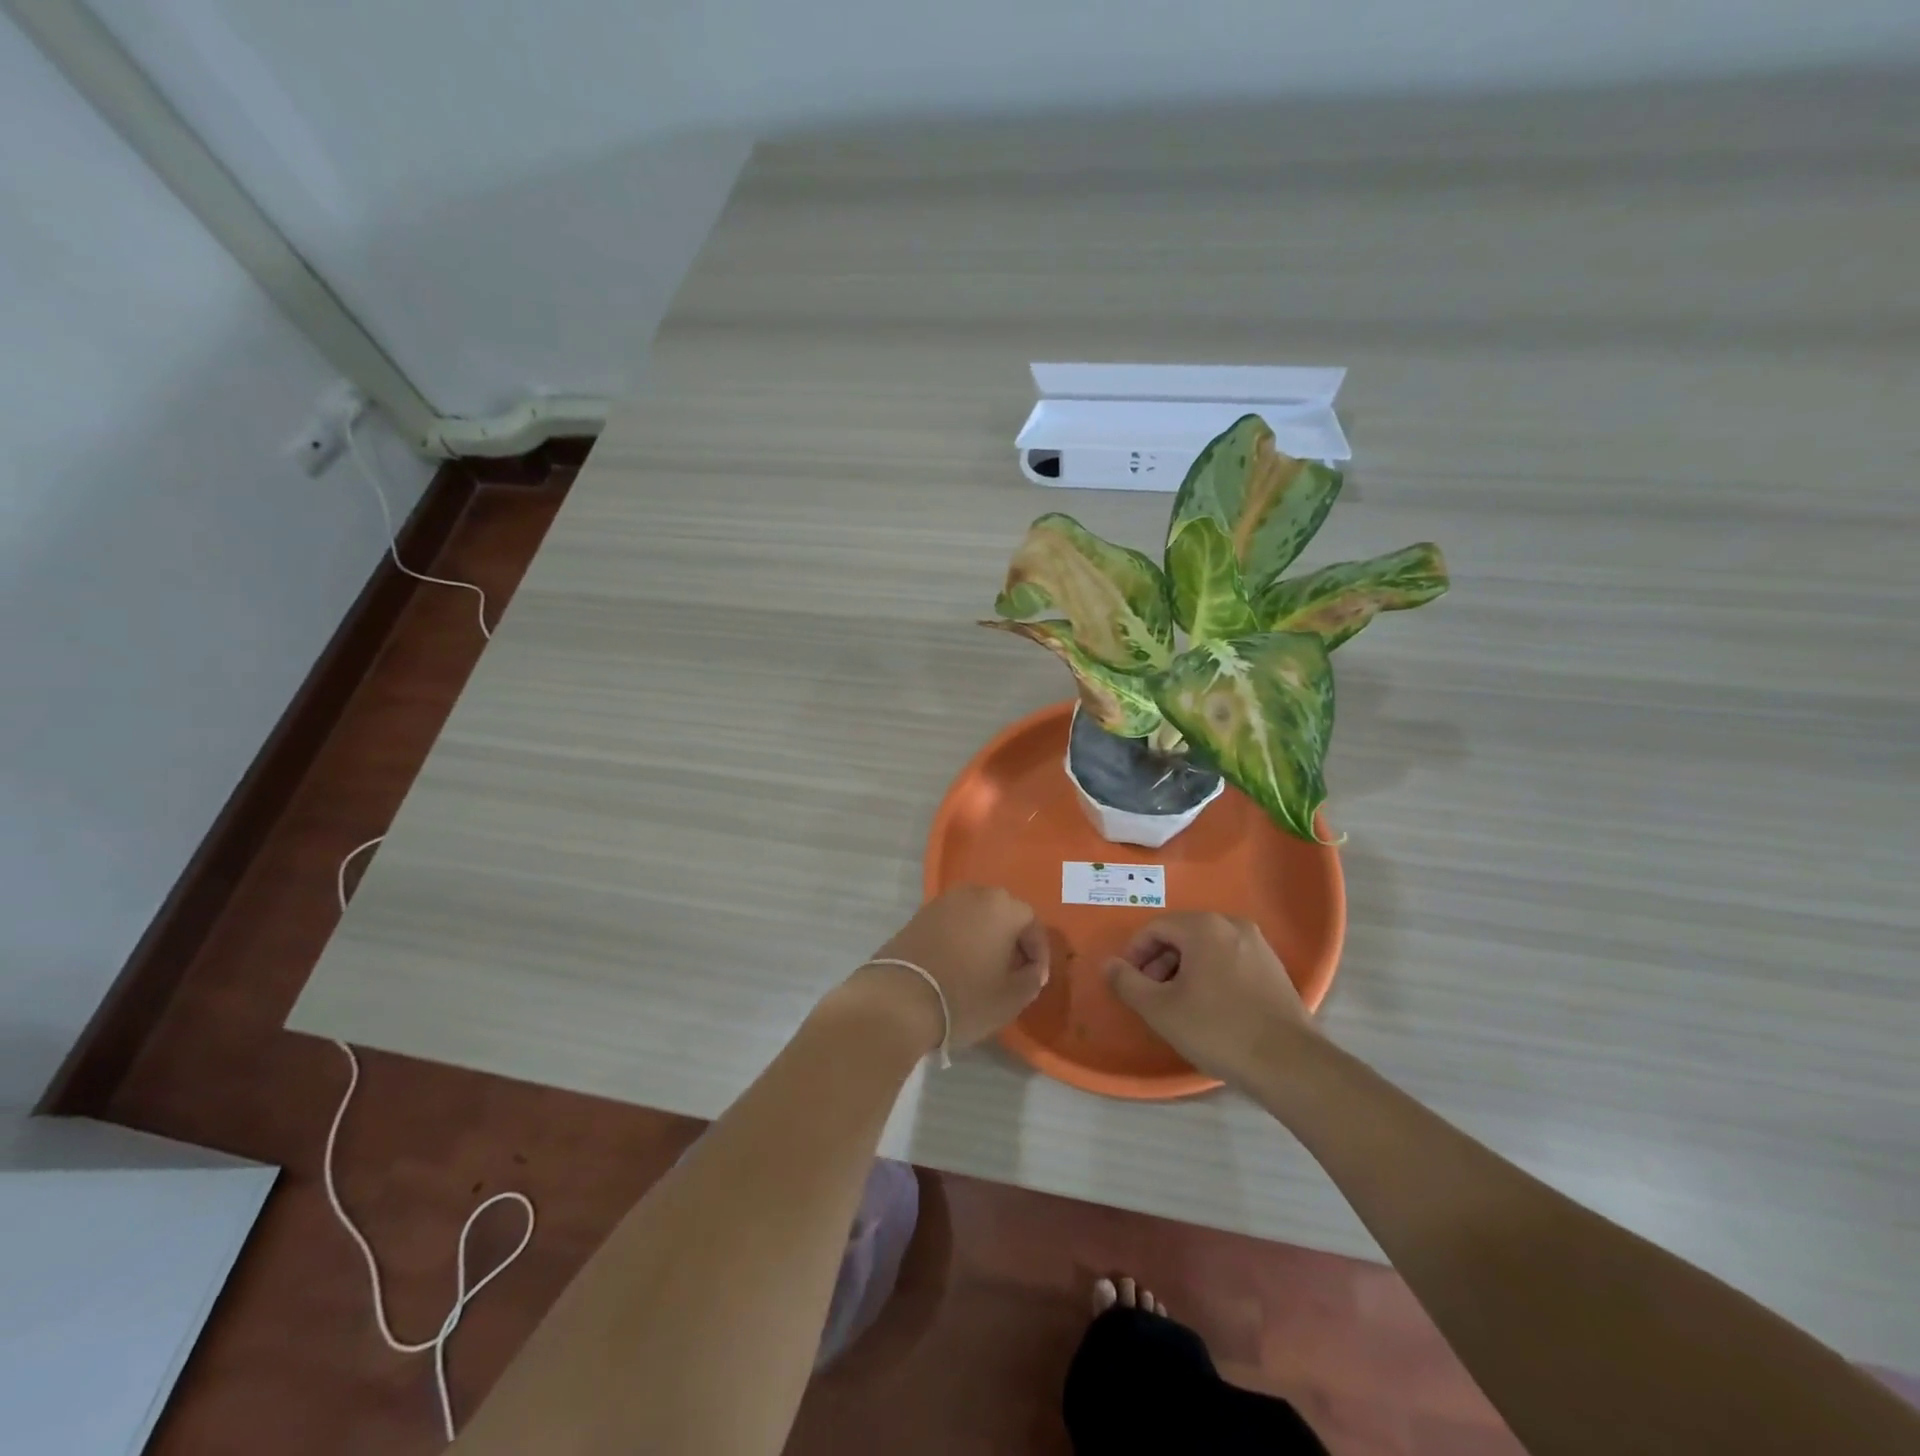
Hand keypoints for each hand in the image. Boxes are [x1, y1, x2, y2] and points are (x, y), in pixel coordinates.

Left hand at [850, 885, 1049, 1053]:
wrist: (899, 999)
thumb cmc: (965, 997)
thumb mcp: (1011, 998)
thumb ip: (1031, 979)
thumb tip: (1031, 970)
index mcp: (1003, 906)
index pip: (1033, 925)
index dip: (1039, 954)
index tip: (1035, 980)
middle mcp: (974, 893)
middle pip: (1004, 915)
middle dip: (1012, 942)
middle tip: (1013, 972)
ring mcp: (943, 901)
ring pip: (976, 917)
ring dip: (985, 939)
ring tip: (985, 971)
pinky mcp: (918, 915)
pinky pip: (952, 924)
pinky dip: (961, 940)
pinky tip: (957, 967)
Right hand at [1105, 913, 1314, 1085]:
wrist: (1289, 1064)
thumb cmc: (1217, 1030)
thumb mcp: (1160, 1009)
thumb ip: (1127, 982)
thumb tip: (1109, 964)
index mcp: (1204, 927)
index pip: (1155, 927)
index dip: (1134, 953)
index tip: (1129, 983)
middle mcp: (1232, 925)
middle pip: (1181, 934)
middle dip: (1159, 961)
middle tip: (1150, 995)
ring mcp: (1258, 945)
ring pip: (1206, 947)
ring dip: (1183, 968)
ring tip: (1177, 1004)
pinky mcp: (1273, 968)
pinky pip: (1229, 959)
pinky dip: (1210, 974)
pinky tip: (1209, 1007)